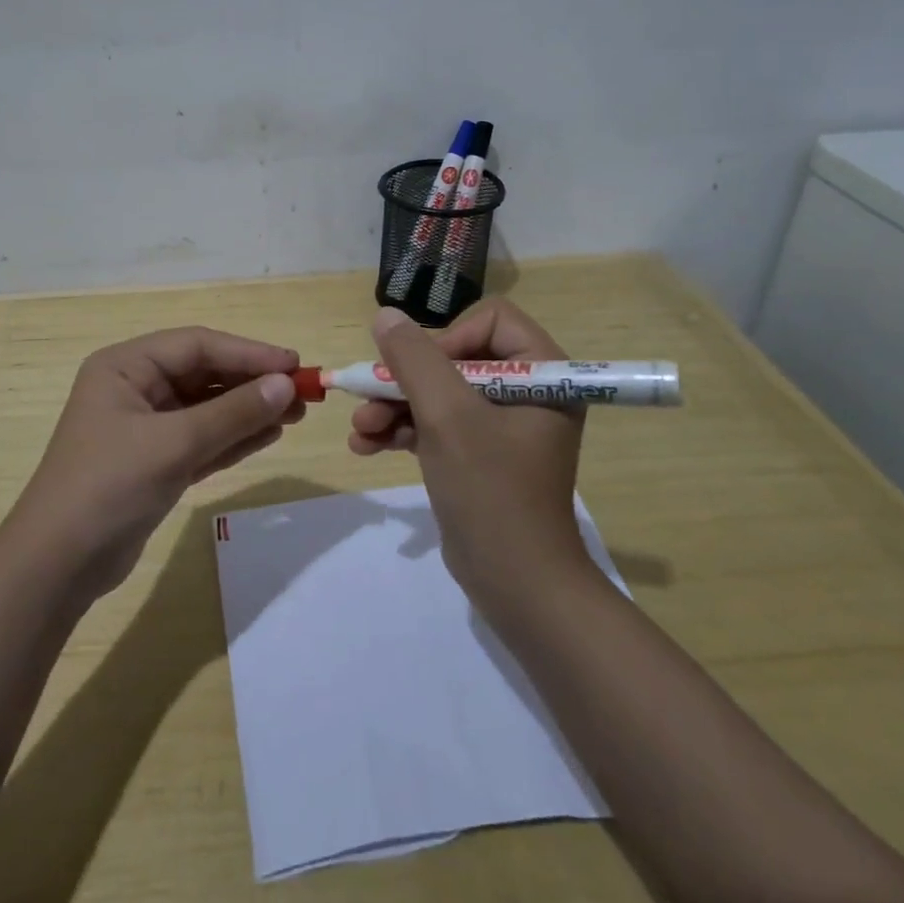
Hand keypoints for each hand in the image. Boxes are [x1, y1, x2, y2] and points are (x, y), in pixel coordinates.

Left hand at [3, 327, 301, 601]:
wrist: (57, 567)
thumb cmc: (108, 487)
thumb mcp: (173, 444)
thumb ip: (232, 413)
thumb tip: (286, 385)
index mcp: (125, 366)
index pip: (197, 345)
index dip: (248, 352)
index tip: (294, 365)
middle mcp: (134, 388)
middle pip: (204, 373)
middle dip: (252, 383)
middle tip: (302, 392)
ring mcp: (145, 426)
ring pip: (207, 408)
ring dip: (249, 410)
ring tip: (296, 413)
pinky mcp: (155, 461)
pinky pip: (203, 438)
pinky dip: (234, 437)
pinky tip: (270, 435)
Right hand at [349, 301, 591, 608]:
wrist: (516, 586)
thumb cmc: (491, 491)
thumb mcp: (447, 417)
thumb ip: (414, 359)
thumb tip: (386, 315)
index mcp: (544, 374)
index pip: (491, 321)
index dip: (448, 338)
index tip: (419, 370)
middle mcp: (527, 392)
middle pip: (456, 357)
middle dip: (406, 380)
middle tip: (367, 398)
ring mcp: (502, 426)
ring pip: (439, 393)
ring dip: (395, 406)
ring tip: (359, 429)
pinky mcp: (480, 455)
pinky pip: (438, 425)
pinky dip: (403, 430)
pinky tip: (366, 445)